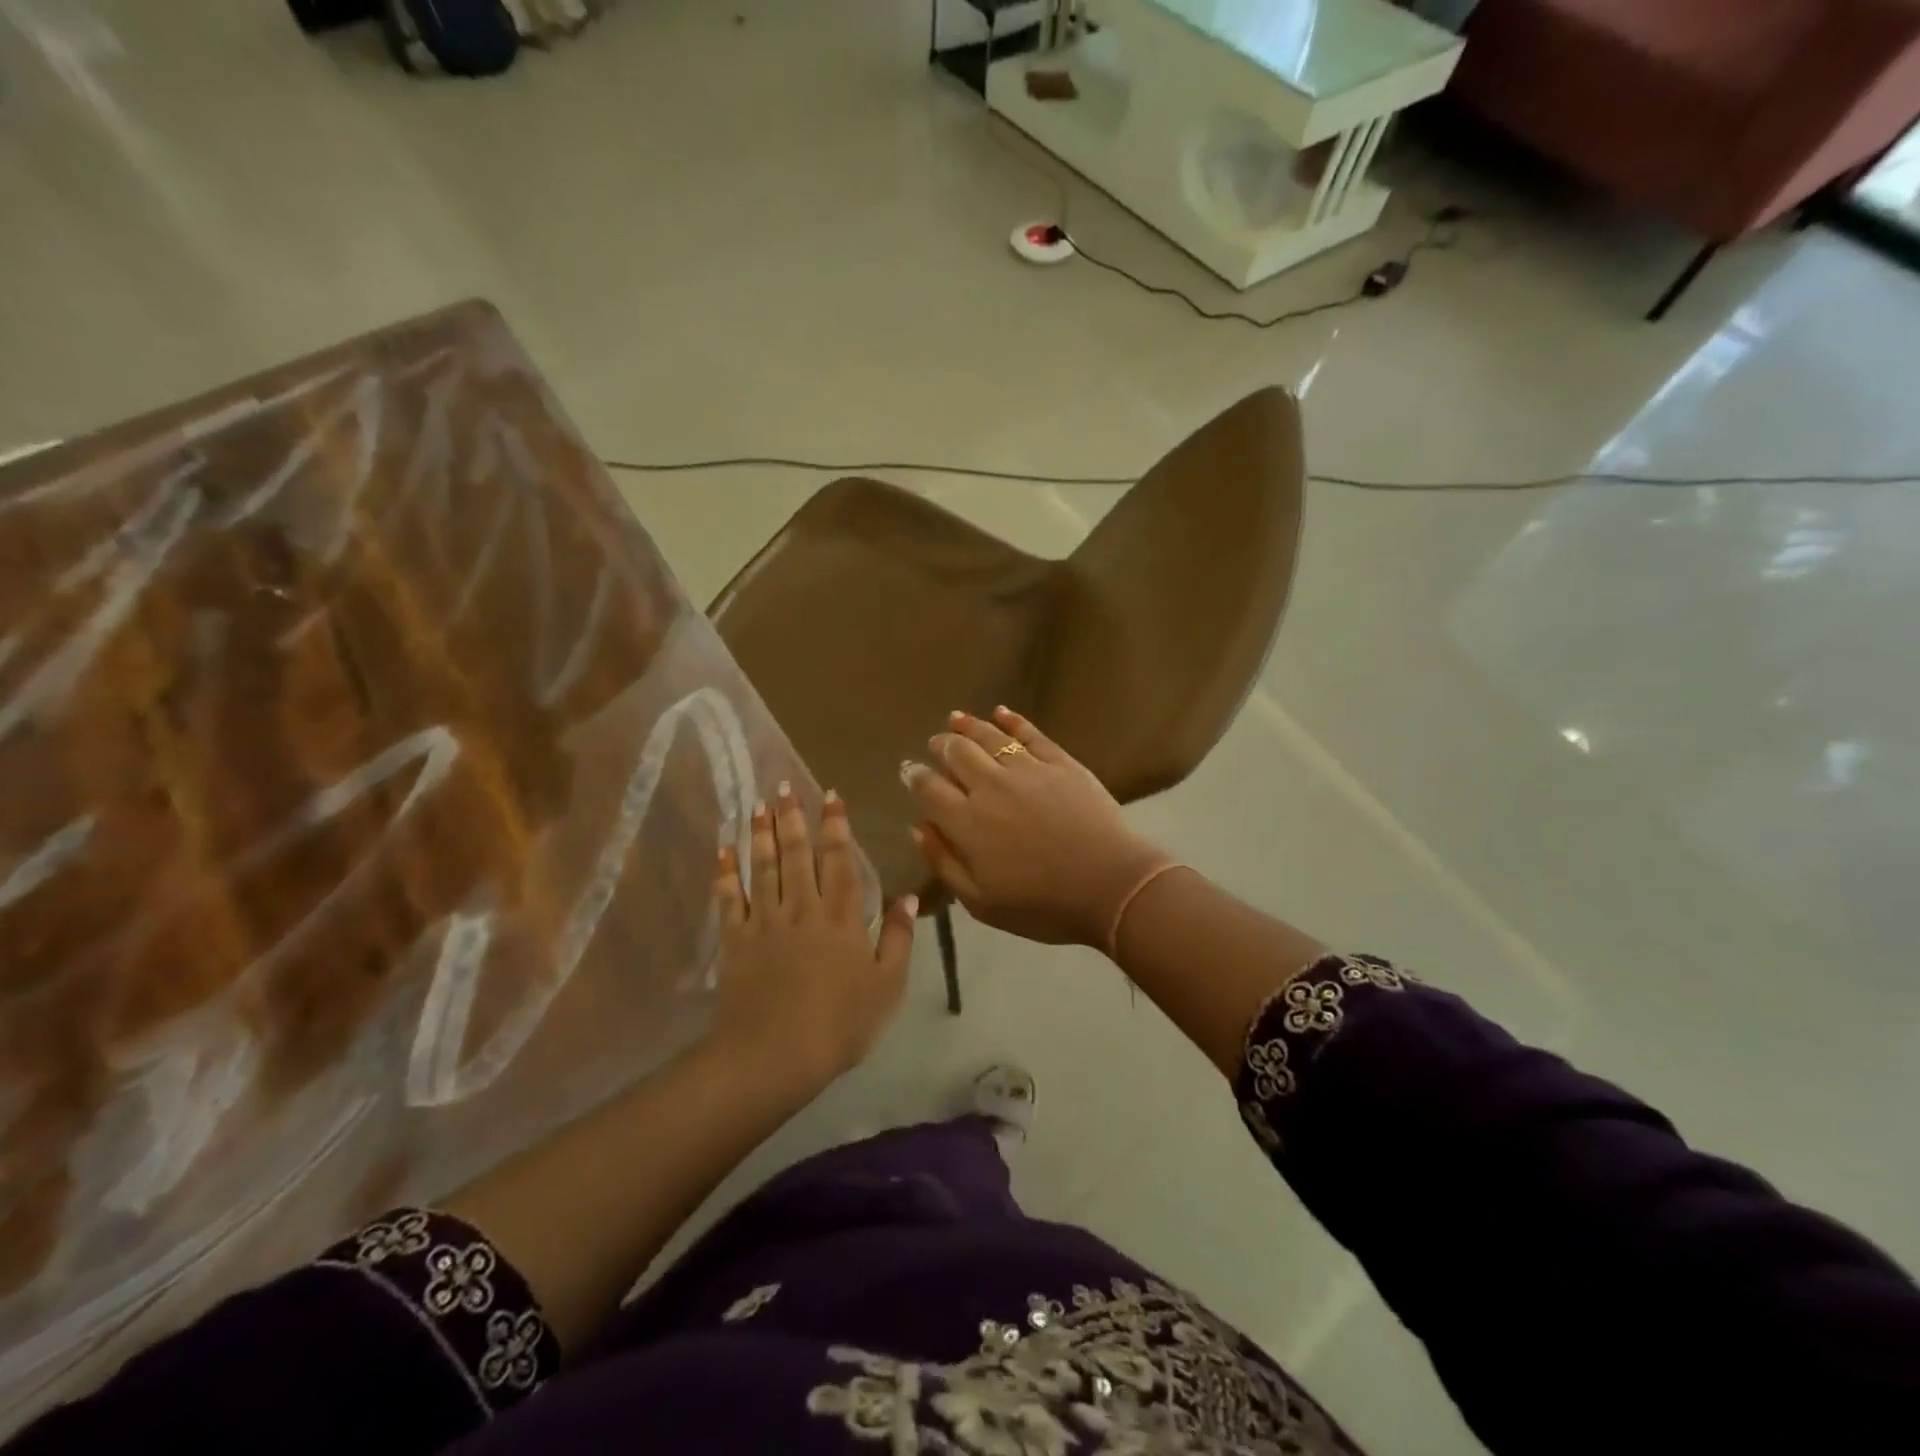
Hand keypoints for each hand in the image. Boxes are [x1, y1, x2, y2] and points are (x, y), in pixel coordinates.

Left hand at [711, 783, 915, 1088]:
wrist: (775, 1055)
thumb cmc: (841, 1024)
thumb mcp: (888, 986)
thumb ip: (899, 939)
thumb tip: (907, 896)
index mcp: (842, 916)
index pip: (840, 860)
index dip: (836, 826)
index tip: (830, 796)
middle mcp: (803, 908)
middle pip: (798, 854)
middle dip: (794, 818)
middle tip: (785, 787)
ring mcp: (765, 921)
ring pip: (764, 867)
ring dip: (761, 834)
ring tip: (760, 805)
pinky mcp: (736, 940)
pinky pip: (729, 898)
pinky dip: (725, 873)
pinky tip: (723, 850)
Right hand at [904, 707, 1170, 948]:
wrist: (1110, 887)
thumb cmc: (1042, 905)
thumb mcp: (980, 902)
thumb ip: (944, 862)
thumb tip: (918, 827)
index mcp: (967, 822)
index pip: (930, 789)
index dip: (915, 776)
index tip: (908, 770)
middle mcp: (991, 787)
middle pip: (957, 754)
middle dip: (941, 746)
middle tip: (935, 743)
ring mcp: (1028, 770)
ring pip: (990, 738)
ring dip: (969, 726)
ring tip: (956, 719)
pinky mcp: (1061, 763)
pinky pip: (1031, 734)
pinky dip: (1013, 720)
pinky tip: (1001, 712)